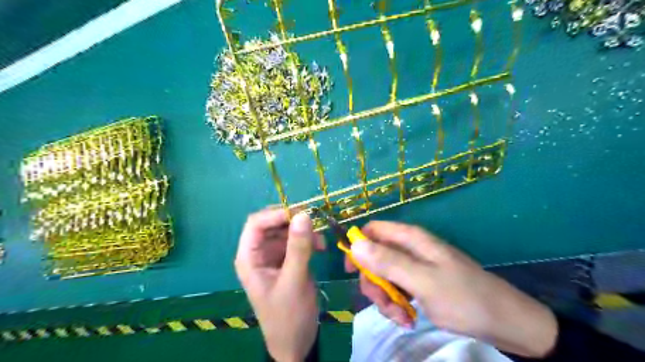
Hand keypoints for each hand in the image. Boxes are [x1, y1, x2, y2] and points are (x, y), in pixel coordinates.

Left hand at [237, 208, 324, 360]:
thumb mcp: (294, 280)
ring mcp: (273, 256)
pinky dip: (308, 241)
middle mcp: (259, 253)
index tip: (301, 213)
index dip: (276, 214)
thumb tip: (304, 215)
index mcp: (249, 258)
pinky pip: (296, 242)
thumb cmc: (288, 315)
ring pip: (286, 231)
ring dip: (304, 232)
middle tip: (315, 224)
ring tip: (321, 243)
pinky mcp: (286, 261)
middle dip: (293, 222)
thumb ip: (298, 247)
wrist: (296, 342)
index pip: (256, 223)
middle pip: (272, 224)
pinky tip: (321, 249)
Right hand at [345, 220, 557, 356]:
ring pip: (383, 276)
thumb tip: (355, 244)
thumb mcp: (422, 280)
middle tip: (383, 302)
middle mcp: (409, 249)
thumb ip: (388, 262)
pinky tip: (408, 319)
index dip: (358, 246)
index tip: (352, 271)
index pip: (373, 231)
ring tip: (401, 317)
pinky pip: (396, 289)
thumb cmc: (463, 297)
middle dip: (373, 281)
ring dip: (385, 298)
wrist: (504, 321)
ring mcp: (414, 267)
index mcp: (410, 239)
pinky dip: (396, 305)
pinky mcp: (419, 283)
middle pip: (374, 257)